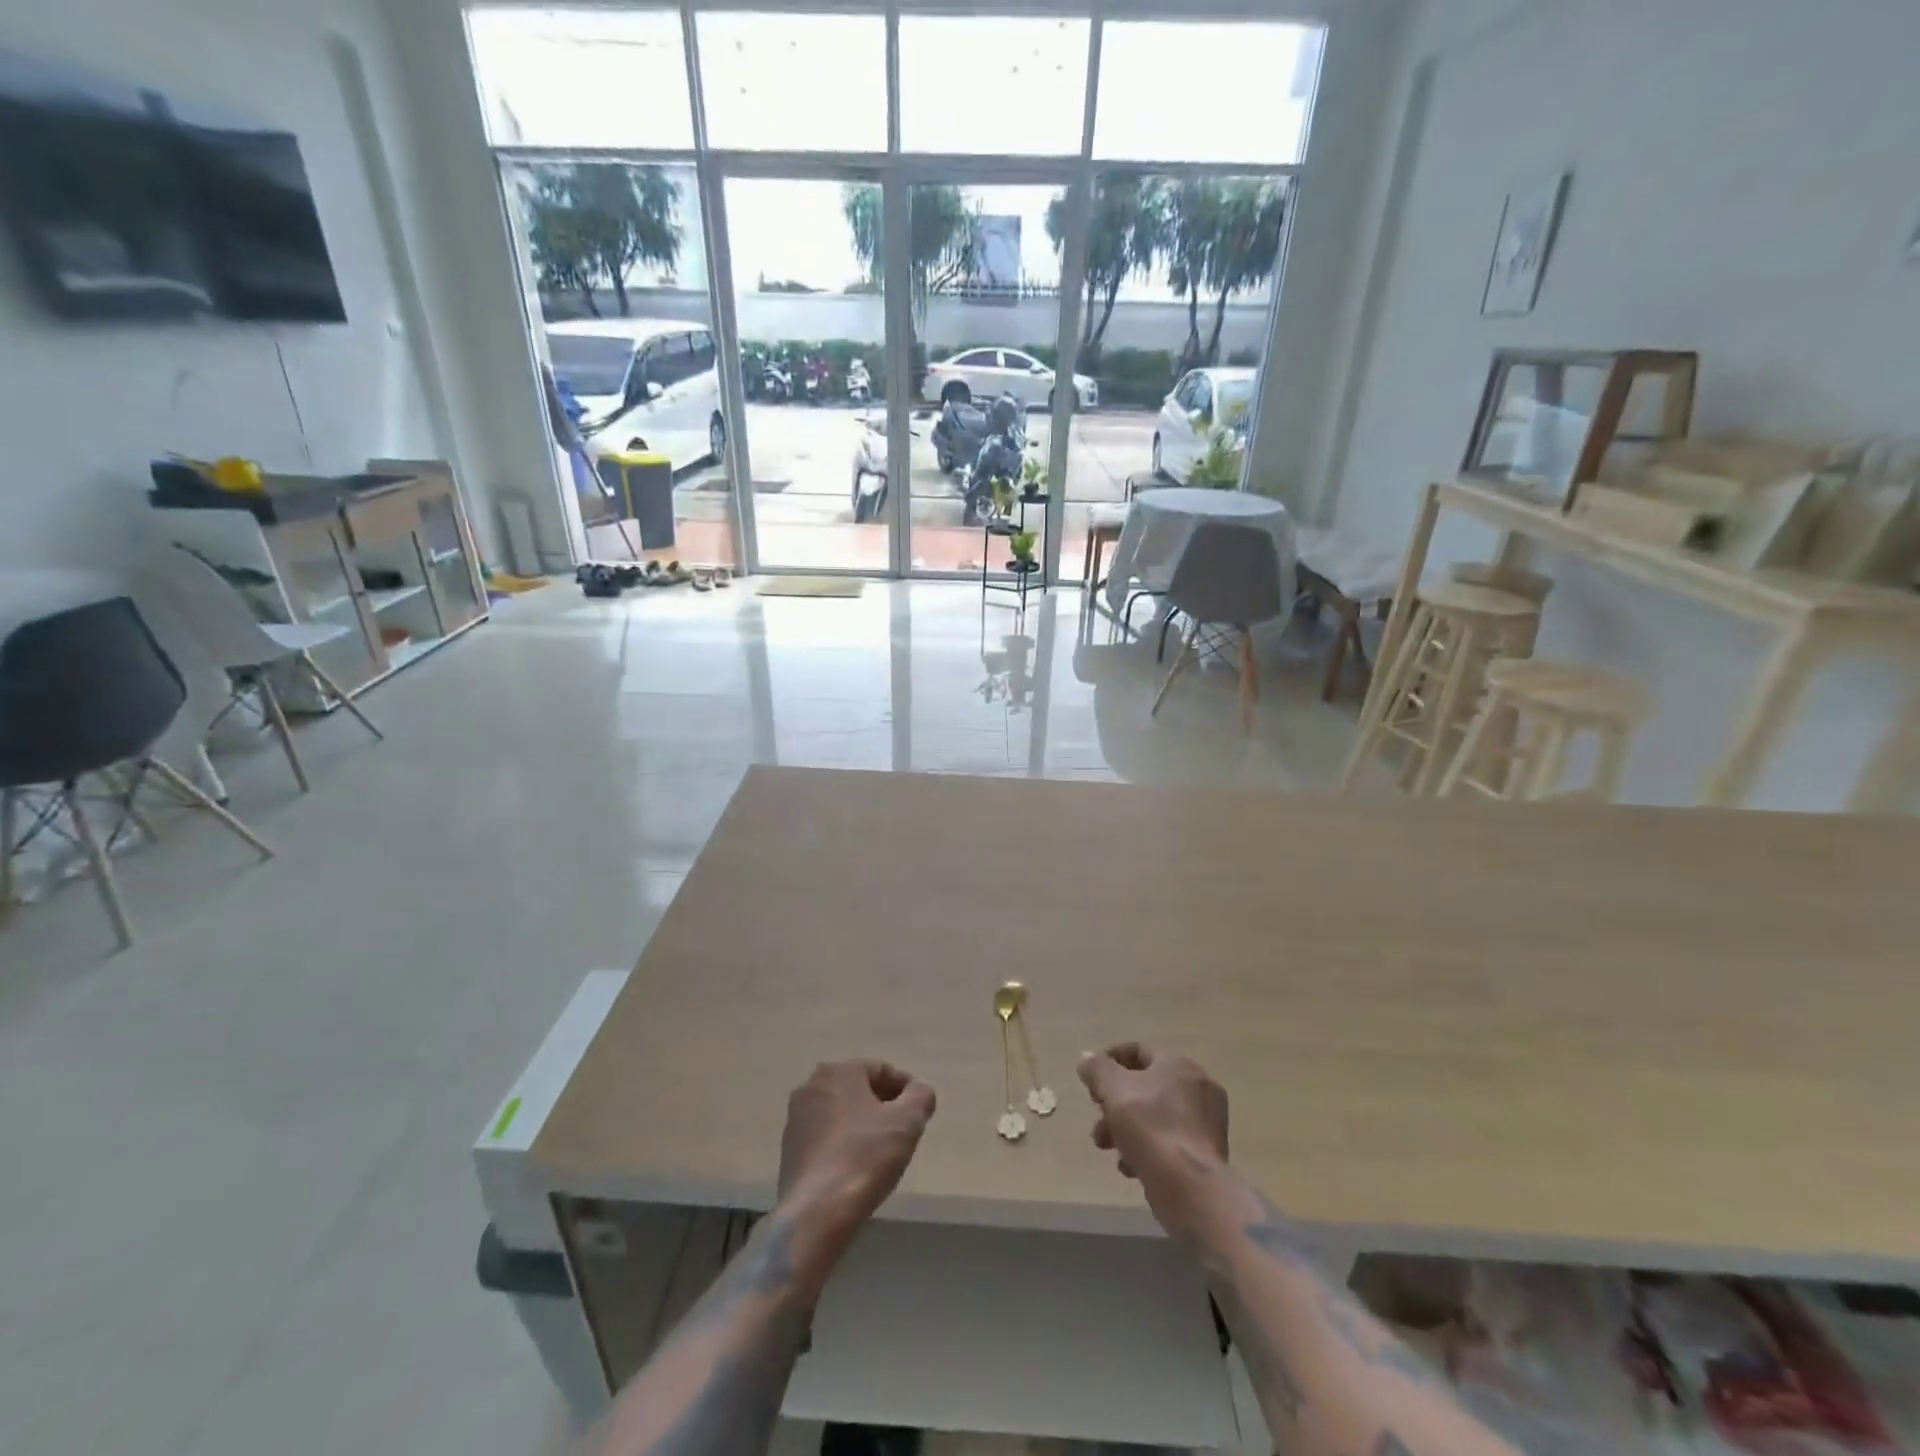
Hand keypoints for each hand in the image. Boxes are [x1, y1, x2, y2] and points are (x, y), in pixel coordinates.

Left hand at [776, 1060, 936, 1250]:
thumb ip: (920, 1096)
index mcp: (839, 1071)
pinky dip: (842, 1143)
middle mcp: (812, 1086)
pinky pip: (825, 1136)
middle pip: (858, 1089)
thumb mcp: (907, 1122)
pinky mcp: (788, 1149)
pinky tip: (856, 1167)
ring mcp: (796, 1118)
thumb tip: (919, 1089)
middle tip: (903, 1130)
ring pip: (840, 1112)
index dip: (905, 1089)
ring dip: (862, 1124)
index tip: (919, 1112)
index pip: (881, 1070)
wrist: (817, 1213)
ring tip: (881, 1151)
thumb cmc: (865, 1157)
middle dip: (882, 1105)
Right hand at [1078, 1043, 1229, 1237]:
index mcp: (1178, 1064)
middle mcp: (1197, 1087)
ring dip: (1125, 1127)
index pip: (1138, 1051)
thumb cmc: (1150, 1128)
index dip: (1109, 1061)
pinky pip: (1168, 1140)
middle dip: (1114, 1102)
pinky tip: (1130, 1166)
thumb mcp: (1114, 1090)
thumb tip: (1088, 1059)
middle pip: (1145, 1086)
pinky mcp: (1206, 1153)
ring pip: (1154, 1115)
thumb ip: (1097, 1069)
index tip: (1089, 1081)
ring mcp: (1205, 1122)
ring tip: (1107, 1147)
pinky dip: (1147, 1147)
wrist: (1191, 1188)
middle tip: (1097, 1119)